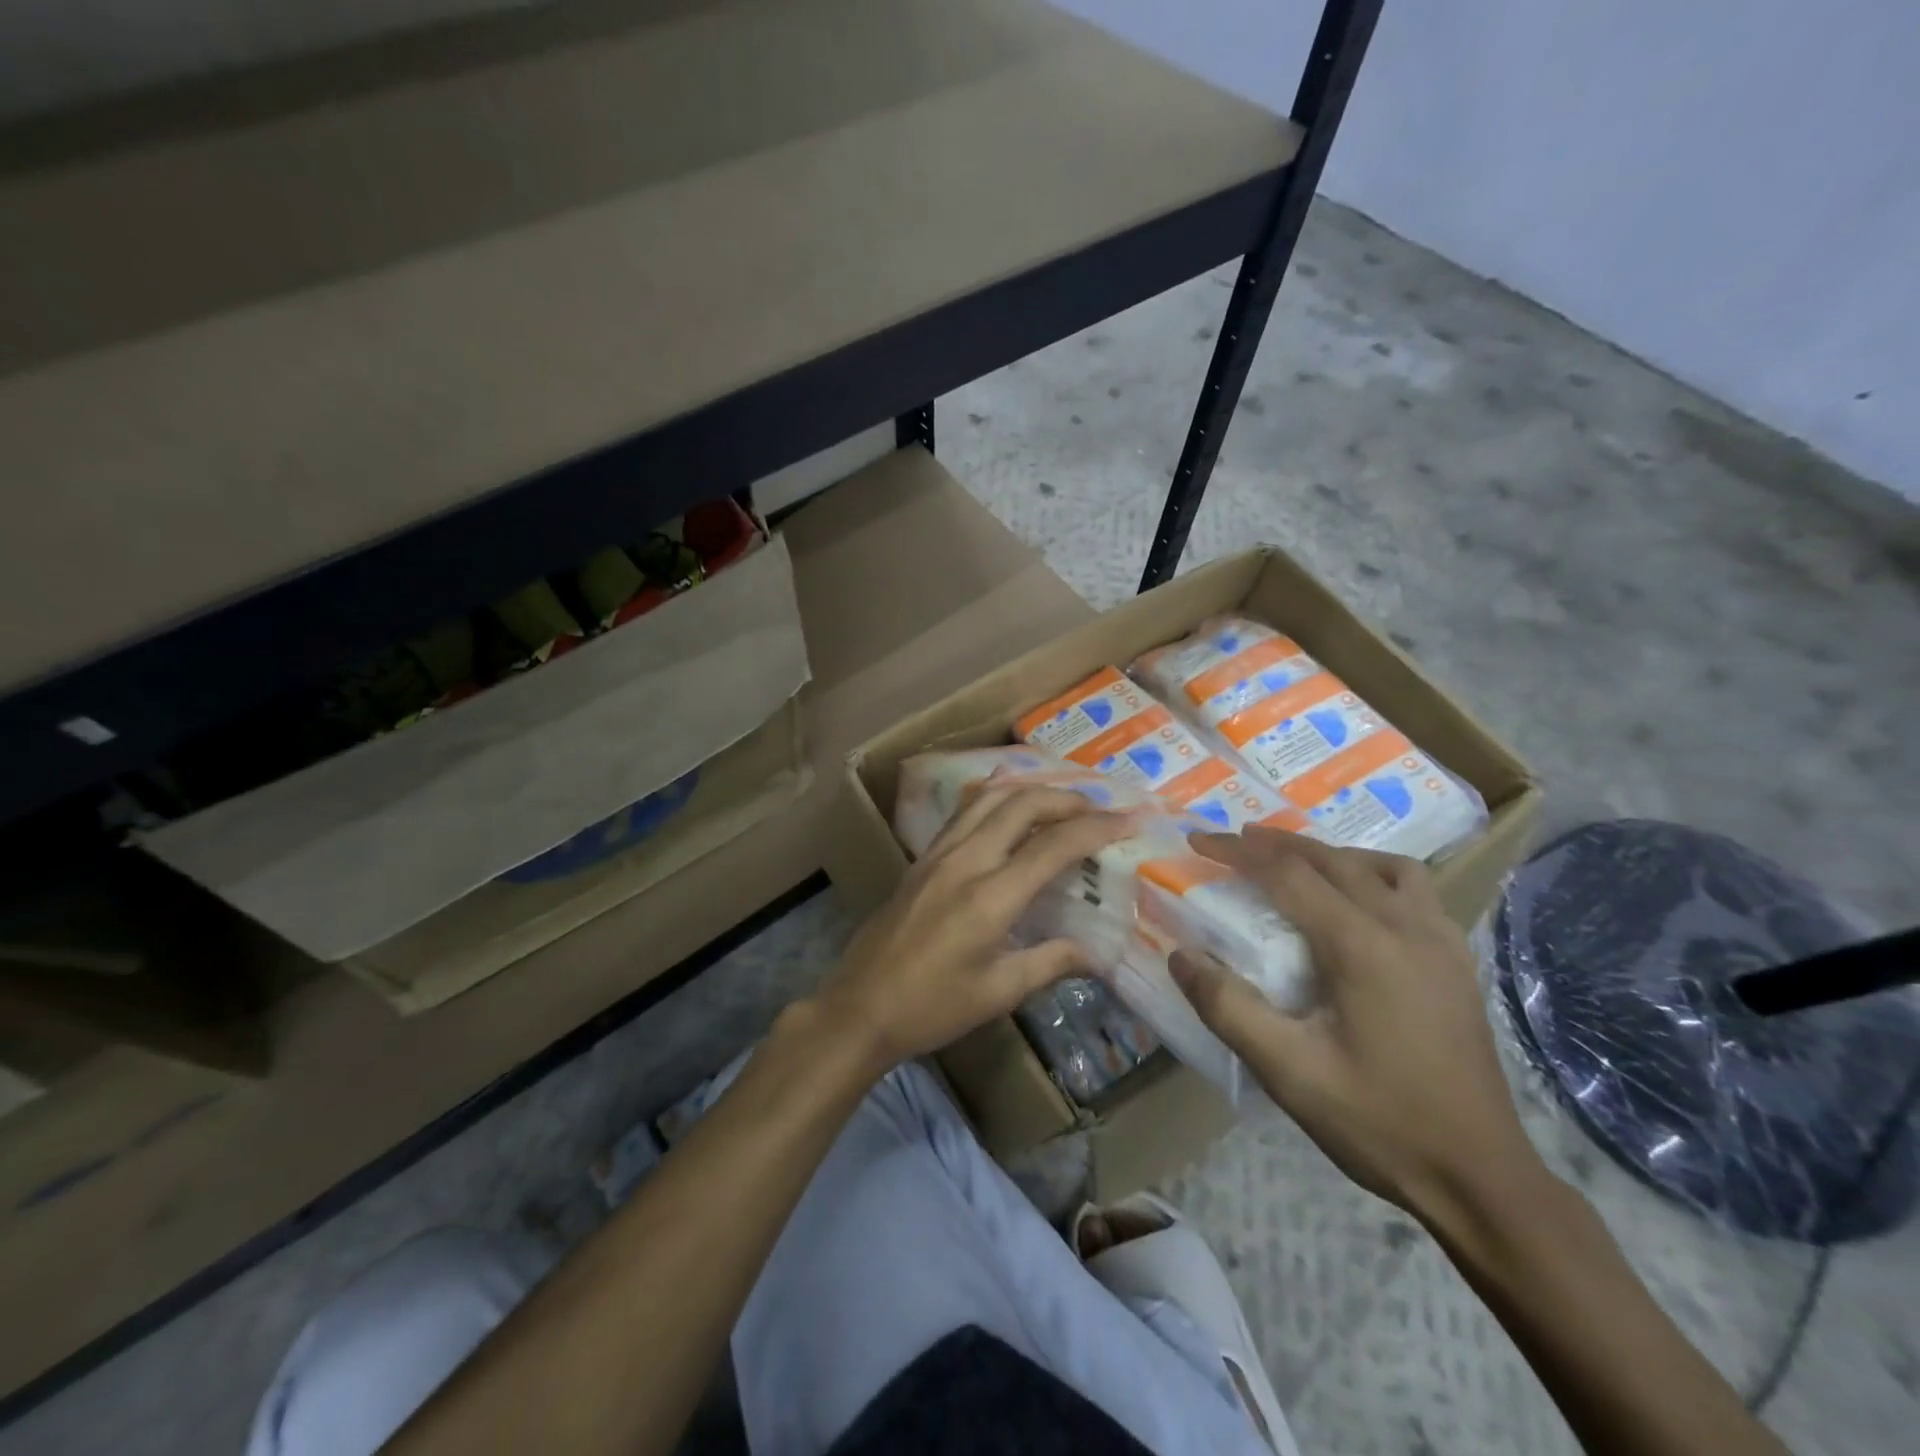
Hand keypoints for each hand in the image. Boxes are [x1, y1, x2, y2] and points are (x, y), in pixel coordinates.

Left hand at [816, 786, 1132, 1072]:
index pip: (1053, 845)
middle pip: (1021, 804)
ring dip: (1030, 792)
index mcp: (989, 897)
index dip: (1097, 828)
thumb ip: (1051, 963)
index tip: (1130, 821)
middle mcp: (964, 861)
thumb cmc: (931, 1007)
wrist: (860, 1007)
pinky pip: (965, 811)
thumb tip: (1096, 953)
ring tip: (1061, 804)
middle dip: (1066, 799)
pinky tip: (1010, 812)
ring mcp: (938, 854)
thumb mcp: (998, 993)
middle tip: (1099, 811)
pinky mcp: (922, 858)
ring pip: (989, 798)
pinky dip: (997, 800)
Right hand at [1171, 829, 1545, 1225]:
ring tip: (1293, 863)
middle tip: (1231, 839)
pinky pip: (1413, 889)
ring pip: (1379, 865)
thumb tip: (1180, 956)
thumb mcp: (1289, 1072)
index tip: (1197, 838)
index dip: (1237, 851)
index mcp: (1362, 946)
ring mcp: (1440, 941)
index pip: (1287, 874)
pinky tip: (1358, 900)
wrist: (1481, 1178)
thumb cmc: (1379, 1122)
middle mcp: (1405, 926)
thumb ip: (1228, 1008)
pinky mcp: (1457, 960)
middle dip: (1275, 842)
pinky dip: (1372, 873)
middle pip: (1331, 858)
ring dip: (1328, 853)